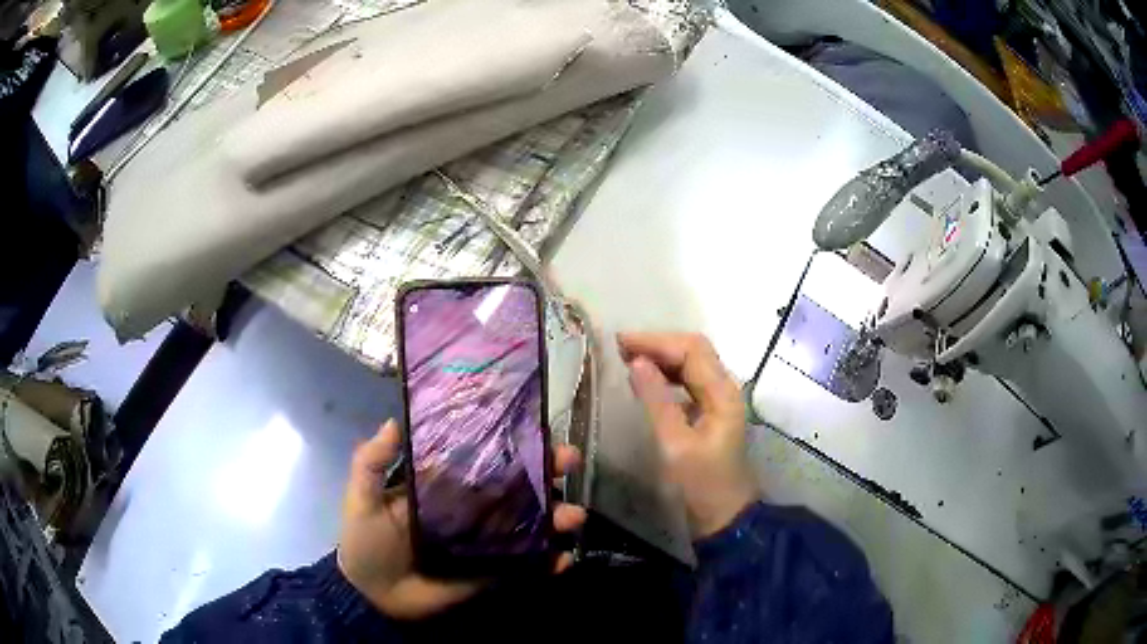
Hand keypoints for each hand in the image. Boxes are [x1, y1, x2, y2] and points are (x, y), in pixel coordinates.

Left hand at [337, 420, 585, 619]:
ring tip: (573, 516)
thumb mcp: (361, 498)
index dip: (513, 440)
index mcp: (447, 484)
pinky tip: (564, 560)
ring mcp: (487, 540)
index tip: (540, 428)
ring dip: (558, 517)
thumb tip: (393, 419)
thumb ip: (372, 462)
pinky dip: (549, 562)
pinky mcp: (494, 570)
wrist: (373, 594)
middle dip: (548, 472)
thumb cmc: (365, 542)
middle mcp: (473, 507)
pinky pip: (527, 564)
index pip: (485, 455)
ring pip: (531, 522)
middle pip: (518, 485)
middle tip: (569, 462)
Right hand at [618, 332, 758, 537]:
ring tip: (628, 358)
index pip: (690, 350)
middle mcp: (725, 389)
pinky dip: (667, 374)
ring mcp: (719, 400)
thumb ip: (656, 401)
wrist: (725, 516)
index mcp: (722, 393)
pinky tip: (647, 381)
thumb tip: (636, 362)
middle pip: (694, 350)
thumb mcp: (675, 445)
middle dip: (658, 344)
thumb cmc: (701, 484)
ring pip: (692, 363)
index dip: (655, 341)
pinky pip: (689, 381)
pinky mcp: (711, 413)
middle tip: (621, 348)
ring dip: (662, 356)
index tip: (620, 343)